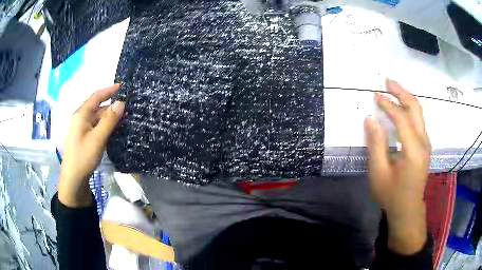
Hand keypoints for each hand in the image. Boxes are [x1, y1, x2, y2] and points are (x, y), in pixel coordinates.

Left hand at [58, 84, 124, 207]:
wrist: (73, 179)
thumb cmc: (83, 157)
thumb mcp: (98, 138)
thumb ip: (109, 120)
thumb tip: (121, 103)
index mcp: (81, 115)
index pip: (96, 97)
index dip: (109, 90)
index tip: (122, 86)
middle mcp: (80, 118)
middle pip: (97, 108)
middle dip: (111, 107)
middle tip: (127, 109)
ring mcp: (80, 128)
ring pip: (96, 118)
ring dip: (108, 118)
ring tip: (123, 120)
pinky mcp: (82, 137)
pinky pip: (95, 127)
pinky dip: (104, 126)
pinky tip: (112, 131)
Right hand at [364, 80, 430, 254]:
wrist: (408, 209)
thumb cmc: (392, 194)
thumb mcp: (379, 173)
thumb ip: (376, 144)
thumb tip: (371, 119)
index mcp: (413, 150)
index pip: (402, 119)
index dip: (388, 105)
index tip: (375, 96)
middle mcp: (424, 143)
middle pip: (416, 108)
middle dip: (402, 92)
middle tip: (387, 82)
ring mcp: (427, 144)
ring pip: (419, 112)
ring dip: (406, 98)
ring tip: (393, 90)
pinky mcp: (425, 146)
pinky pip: (419, 121)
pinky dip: (409, 109)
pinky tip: (401, 108)